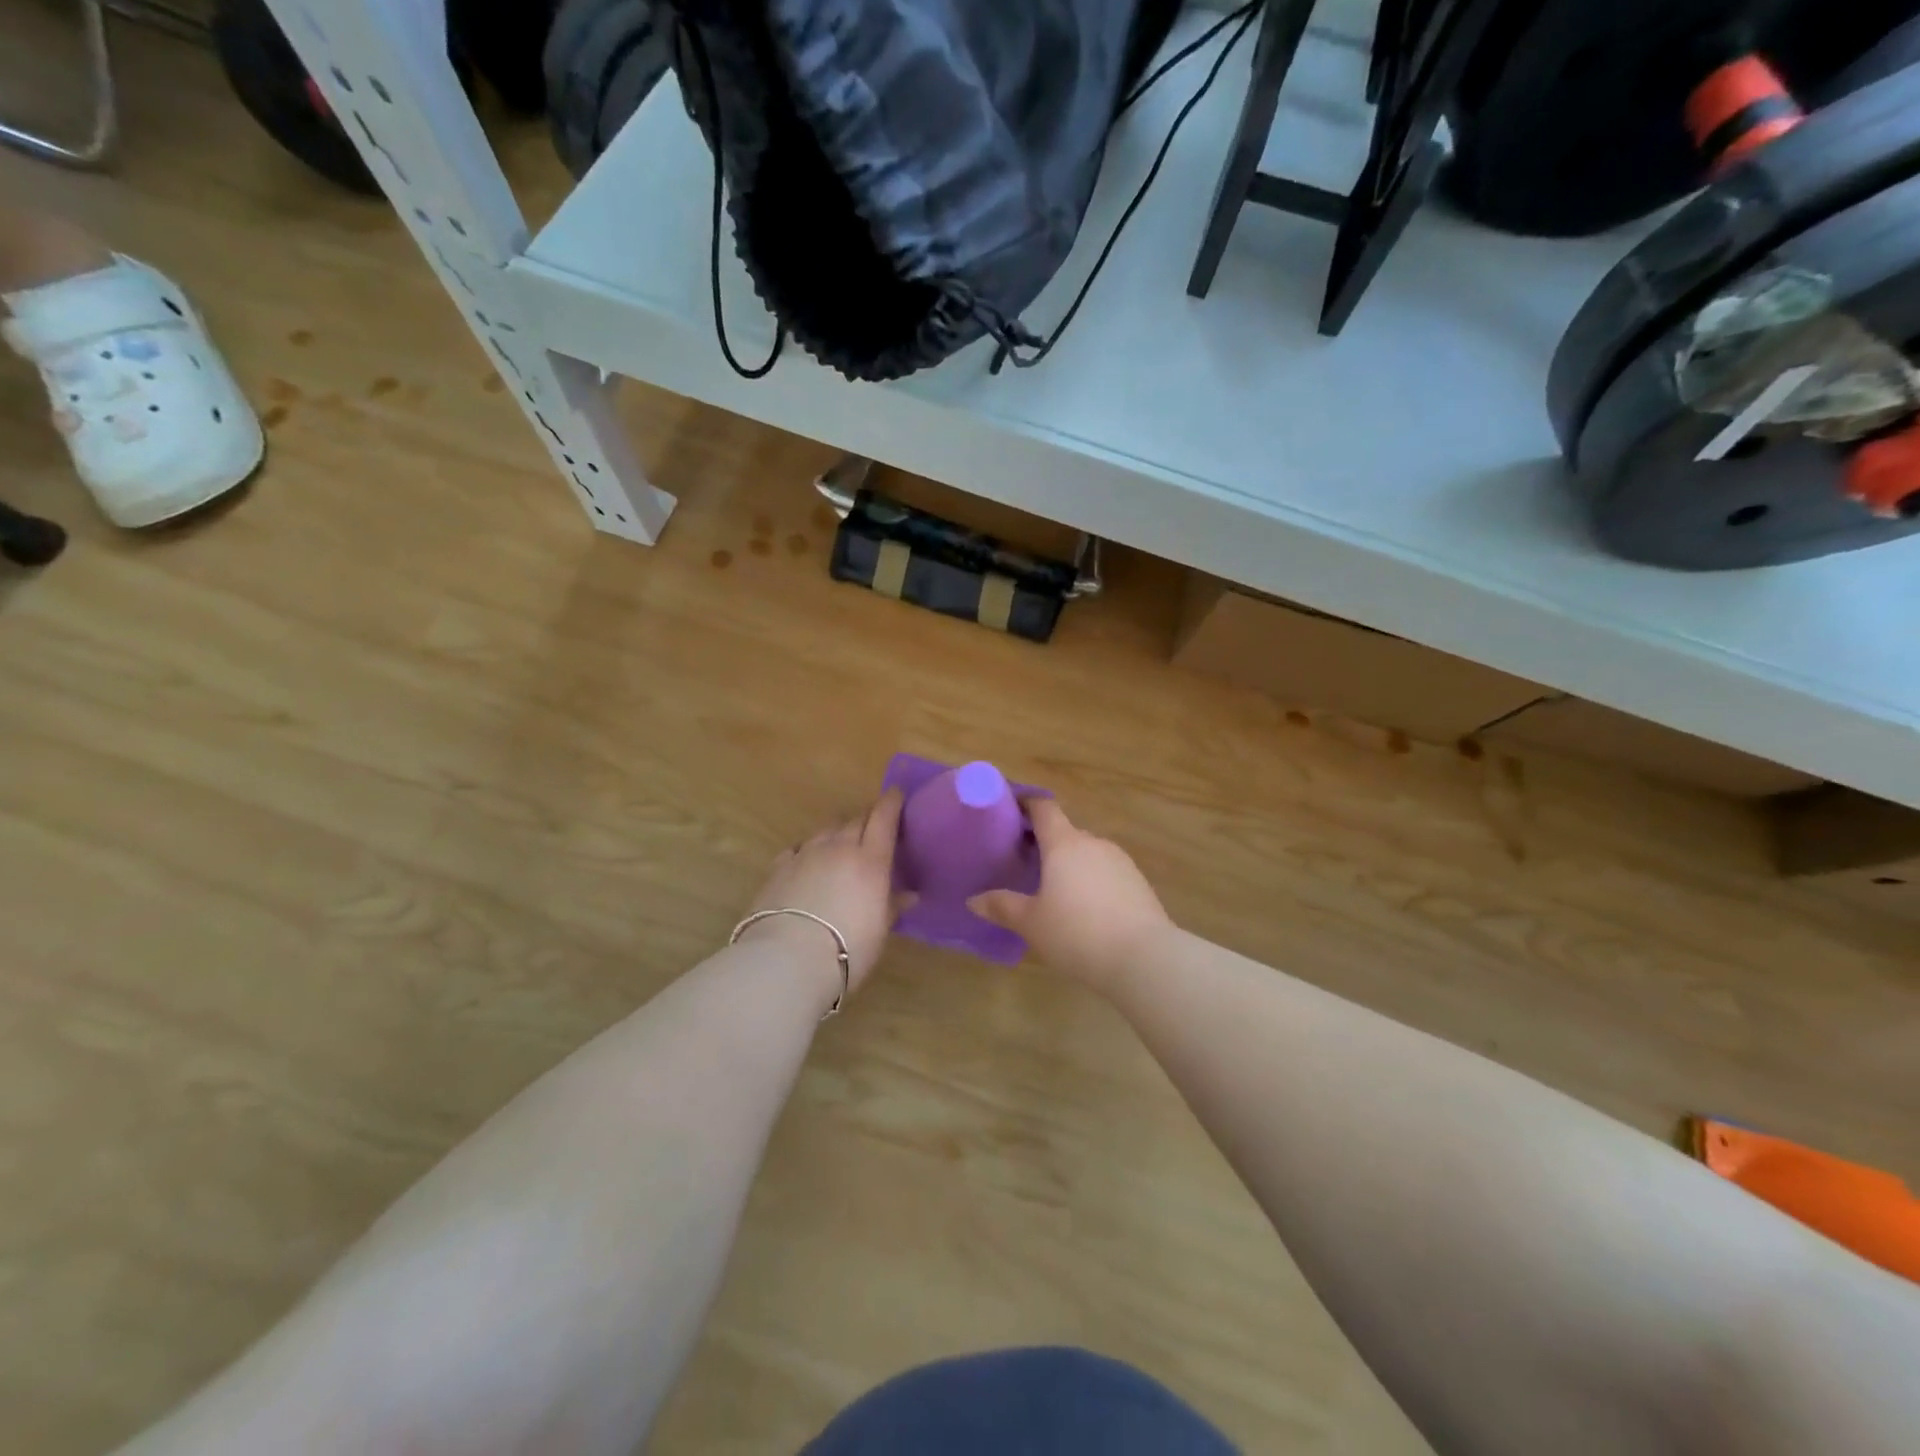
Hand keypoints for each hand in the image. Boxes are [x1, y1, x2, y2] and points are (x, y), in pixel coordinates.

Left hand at [739, 789, 910, 1000]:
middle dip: (867, 817)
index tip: (896, 794)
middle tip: (873, 825)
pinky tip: (807, 859)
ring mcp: (806, 853)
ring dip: (838, 830)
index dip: (891, 803)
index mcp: (870, 860)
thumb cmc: (848, 948)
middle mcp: (839, 847)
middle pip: (855, 818)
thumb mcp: (879, 931)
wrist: (788, 959)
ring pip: (826, 829)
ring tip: (841, 840)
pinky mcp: (779, 867)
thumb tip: (909, 895)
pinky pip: (798, 847)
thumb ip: (893, 906)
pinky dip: (809, 848)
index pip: (884, 818)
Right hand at [968, 798, 1171, 989]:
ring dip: (1071, 863)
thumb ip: (1002, 907)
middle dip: (1046, 842)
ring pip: (1088, 853)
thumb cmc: (1077, 933)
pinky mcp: (1138, 883)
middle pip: (1066, 832)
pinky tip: (1085, 908)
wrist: (1144, 958)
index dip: (1027, 804)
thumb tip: (973, 899)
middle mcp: (1093, 843)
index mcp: (1064, 844)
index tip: (1012, 808)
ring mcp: (1121, 862)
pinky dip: (1092, 880)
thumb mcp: (1032, 923)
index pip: (1044, 809)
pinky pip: (1107, 872)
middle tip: (1025, 860)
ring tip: (1054, 888)